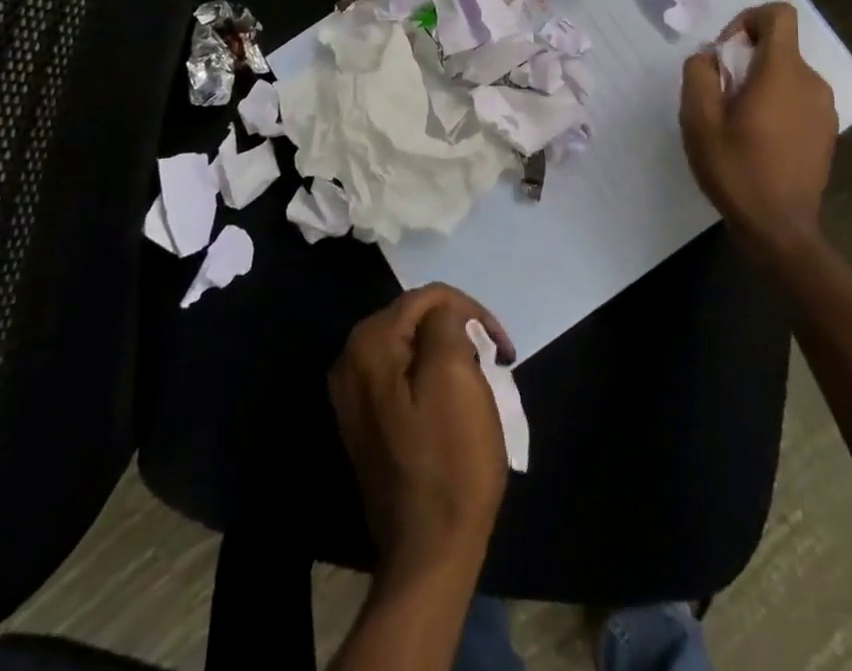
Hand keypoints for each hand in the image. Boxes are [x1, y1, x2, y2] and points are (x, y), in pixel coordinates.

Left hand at [330, 284, 513, 590]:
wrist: (428, 554)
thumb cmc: (450, 461)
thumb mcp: (456, 376)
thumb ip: (445, 324)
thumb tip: (443, 312)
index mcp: (368, 344)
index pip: (426, 297)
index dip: (470, 311)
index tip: (501, 347)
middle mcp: (350, 361)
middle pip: (415, 319)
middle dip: (458, 330)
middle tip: (493, 361)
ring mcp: (353, 395)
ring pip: (411, 348)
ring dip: (448, 354)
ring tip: (479, 379)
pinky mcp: (365, 423)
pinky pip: (402, 378)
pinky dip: (431, 378)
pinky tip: (454, 402)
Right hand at [681, 1, 838, 254]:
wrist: (780, 229)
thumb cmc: (737, 169)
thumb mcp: (699, 119)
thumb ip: (699, 74)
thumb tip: (710, 58)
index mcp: (782, 72)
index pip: (777, 14)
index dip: (747, 20)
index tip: (726, 54)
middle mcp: (811, 81)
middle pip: (778, 46)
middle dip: (745, 60)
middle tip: (720, 97)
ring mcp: (824, 108)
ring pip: (786, 73)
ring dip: (759, 84)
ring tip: (736, 123)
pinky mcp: (826, 130)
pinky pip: (797, 98)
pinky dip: (776, 104)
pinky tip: (758, 140)